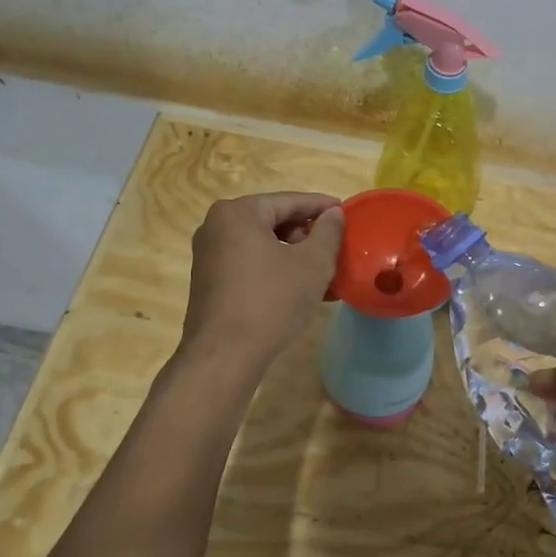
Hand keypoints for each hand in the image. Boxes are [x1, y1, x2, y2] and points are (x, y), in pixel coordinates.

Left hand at [180, 192, 343, 369]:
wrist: (224, 355)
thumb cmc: (271, 301)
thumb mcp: (312, 264)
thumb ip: (328, 232)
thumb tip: (333, 214)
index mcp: (238, 213)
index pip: (289, 200)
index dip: (321, 206)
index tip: (346, 213)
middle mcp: (217, 227)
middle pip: (273, 220)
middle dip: (307, 233)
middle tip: (336, 246)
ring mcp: (209, 255)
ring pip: (263, 245)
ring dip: (295, 255)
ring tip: (326, 271)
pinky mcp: (210, 282)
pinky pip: (251, 264)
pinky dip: (277, 270)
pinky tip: (303, 289)